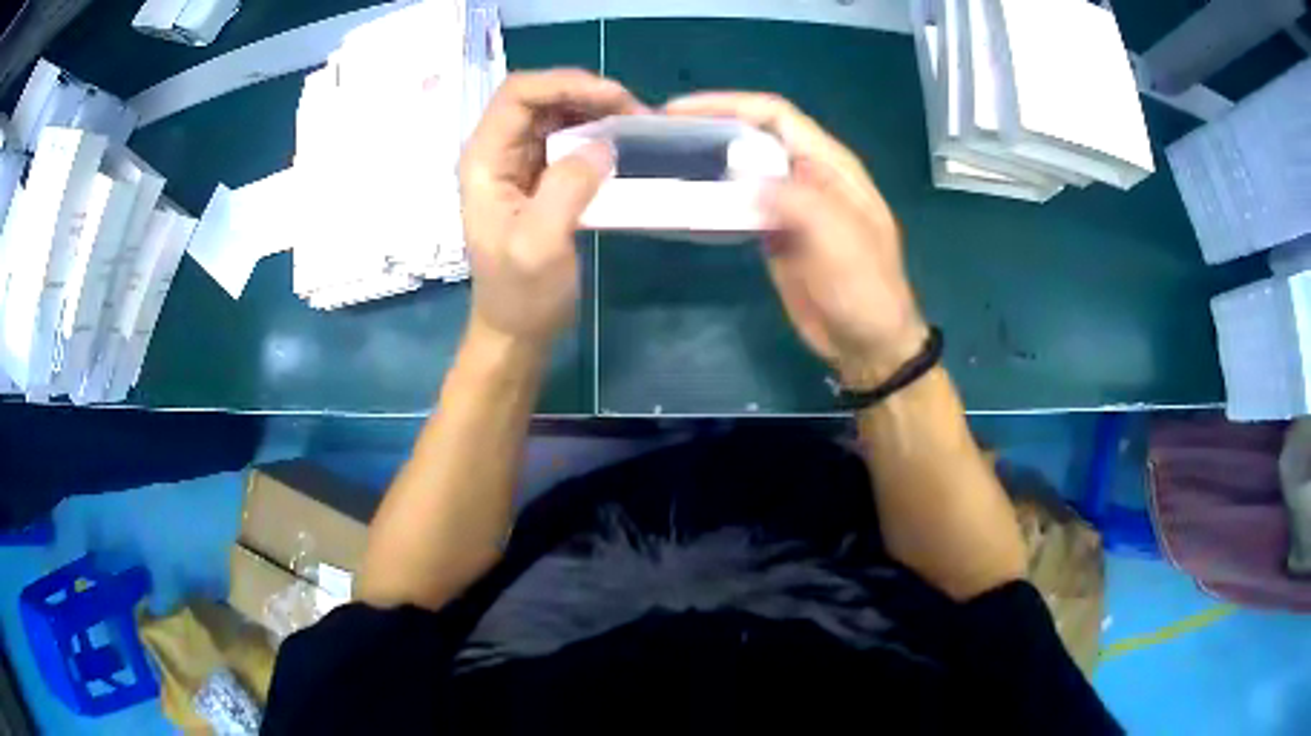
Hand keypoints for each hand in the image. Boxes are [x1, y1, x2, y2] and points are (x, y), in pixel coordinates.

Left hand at [460, 70, 642, 348]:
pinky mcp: (539, 176)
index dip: (565, 84)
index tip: (615, 99)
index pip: (518, 94)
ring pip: (555, 112)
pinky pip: (567, 136)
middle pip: (538, 96)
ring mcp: (517, 162)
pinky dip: (596, 130)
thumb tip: (604, 145)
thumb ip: (567, 188)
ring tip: (633, 124)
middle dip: (586, 93)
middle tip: (633, 113)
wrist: (516, 329)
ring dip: (594, 109)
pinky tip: (621, 142)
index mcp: (484, 160)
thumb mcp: (540, 245)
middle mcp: (497, 152)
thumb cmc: (521, 294)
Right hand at [664, 93, 926, 386]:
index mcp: (830, 164)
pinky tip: (686, 199)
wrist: (867, 343)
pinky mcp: (774, 232)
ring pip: (742, 168)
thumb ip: (796, 199)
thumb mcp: (839, 239)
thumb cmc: (865, 289)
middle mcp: (807, 175)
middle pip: (753, 136)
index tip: (678, 110)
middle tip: (658, 136)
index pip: (775, 115)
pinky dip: (714, 198)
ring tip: (662, 161)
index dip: (727, 104)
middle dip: (709, 127)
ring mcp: (790, 204)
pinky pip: (740, 204)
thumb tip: (741, 177)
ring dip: (706, 162)